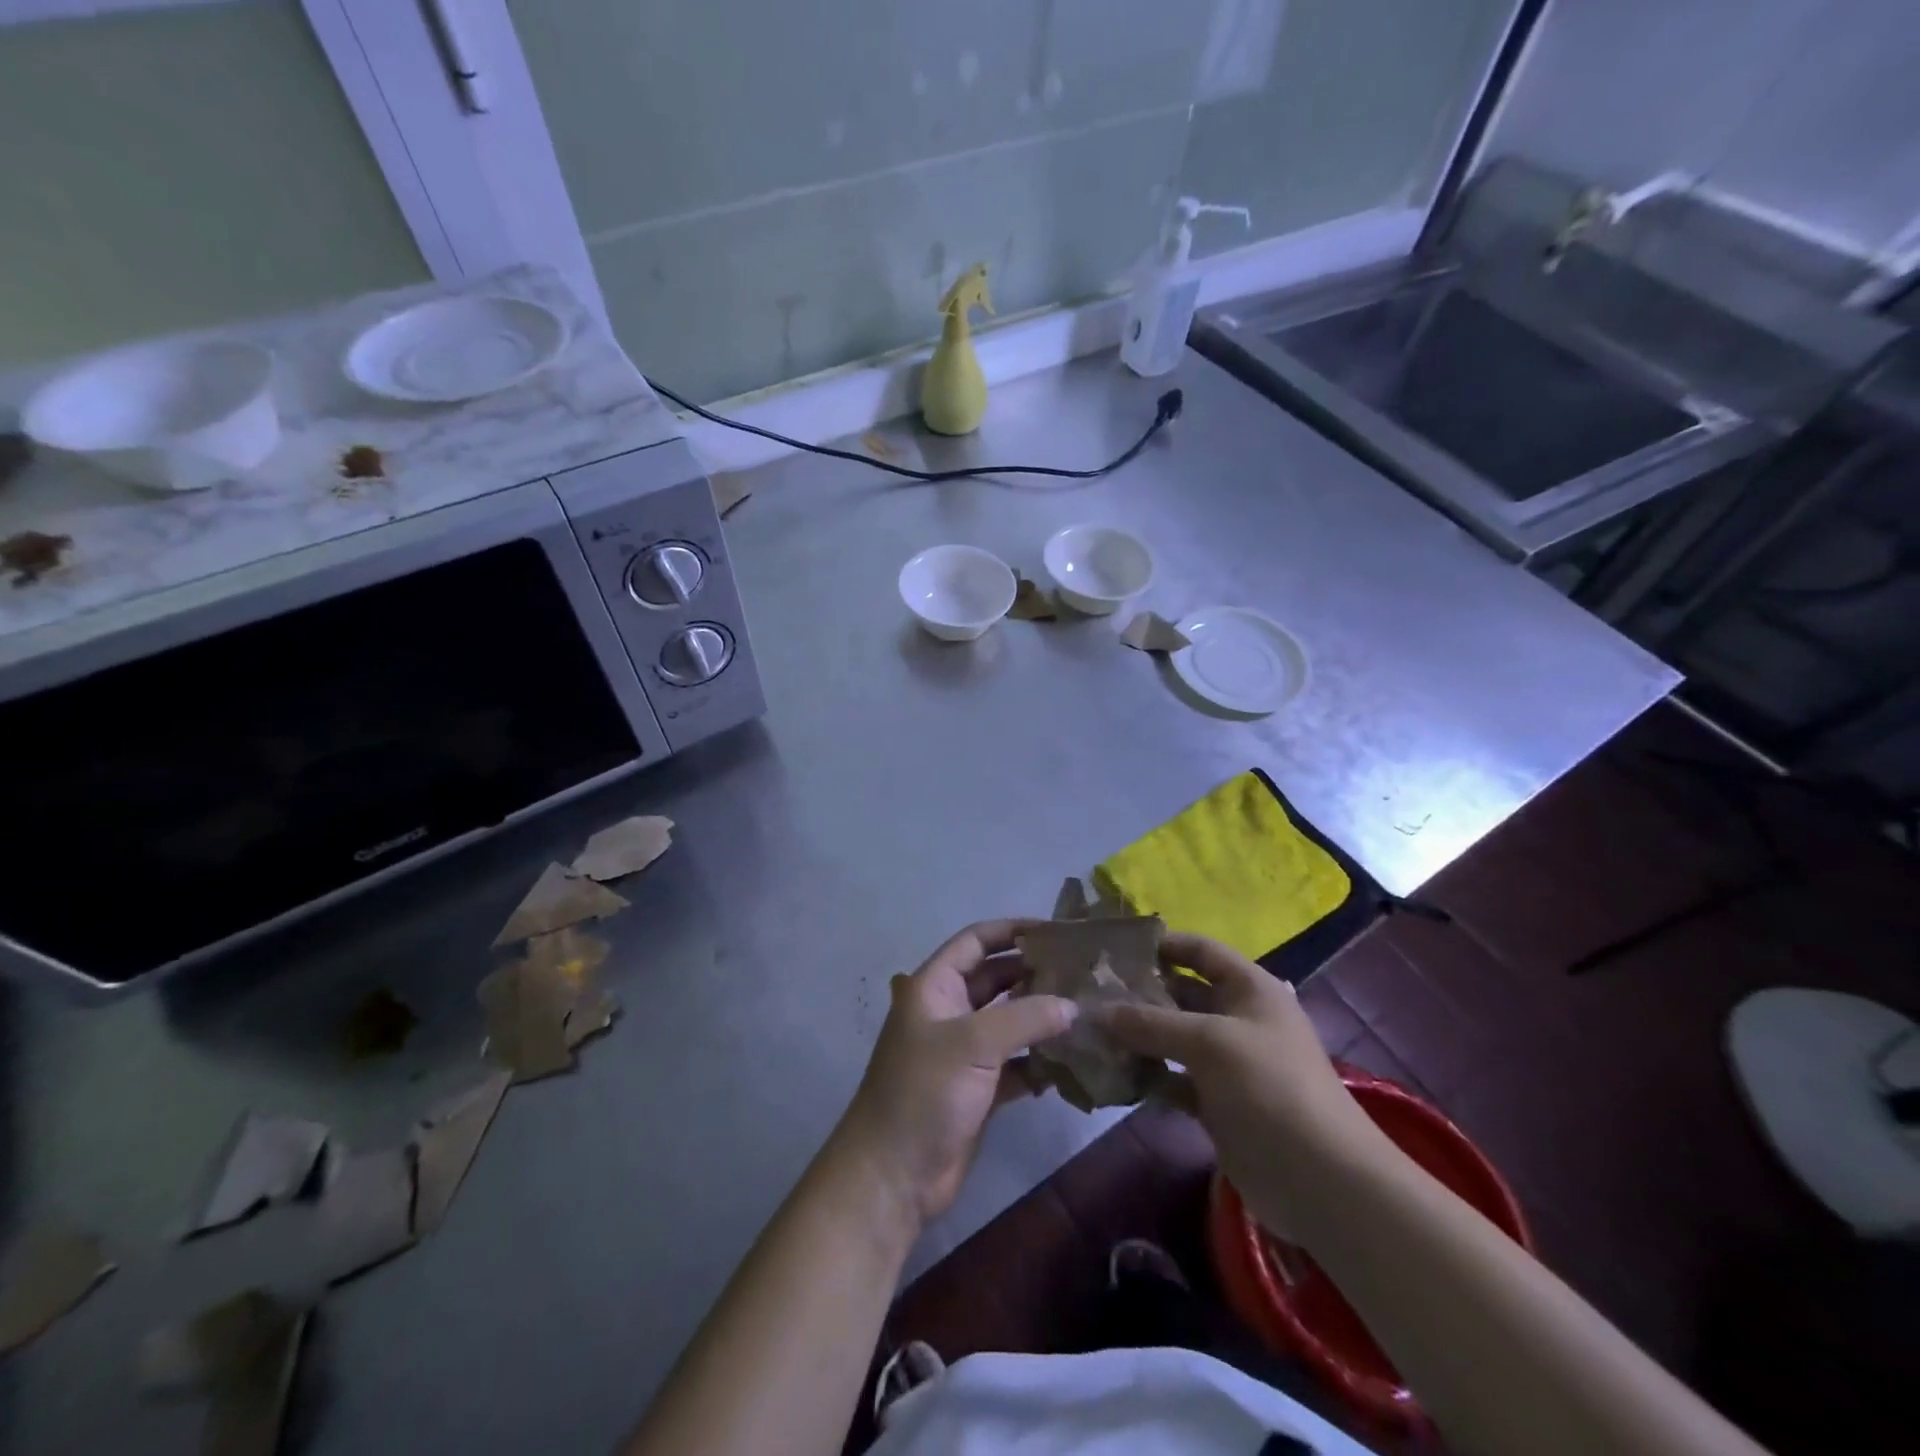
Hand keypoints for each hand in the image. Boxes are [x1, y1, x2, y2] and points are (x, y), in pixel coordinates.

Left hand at [835, 920, 1077, 1227]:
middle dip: (1035, 974)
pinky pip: (1016, 1064)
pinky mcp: (978, 1089)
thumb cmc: (923, 1092)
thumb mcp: (972, 1044)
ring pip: (1009, 1023)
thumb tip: (1072, 1005)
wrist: (892, 1175)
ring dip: (1041, 1018)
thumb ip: (1024, 1018)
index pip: (975, 942)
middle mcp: (949, 1012)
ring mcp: (963, 1052)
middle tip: (1082, 972)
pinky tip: (1071, 1063)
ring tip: (1087, 1012)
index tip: (1055, 930)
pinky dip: (1039, 1062)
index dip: (1012, 930)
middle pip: (996, 980)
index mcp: (934, 987)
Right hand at [1098, 932, 1393, 1237]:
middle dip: (1140, 994)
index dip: (1162, 945)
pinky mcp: (1218, 1102)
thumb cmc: (1269, 1087)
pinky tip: (1114, 1076)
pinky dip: (1149, 1076)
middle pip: (1182, 994)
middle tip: (1091, 994)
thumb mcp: (1208, 1043)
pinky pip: (1175, 1078)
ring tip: (1092, 1032)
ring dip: (1138, 1037)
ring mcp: (1228, 1063)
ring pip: (1173, 1038)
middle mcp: (1238, 1018)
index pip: (1200, 951)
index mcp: (1249, 989)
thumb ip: (1151, 1022)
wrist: (1320, 1180)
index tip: (1115, 951)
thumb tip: (1098, 1011)